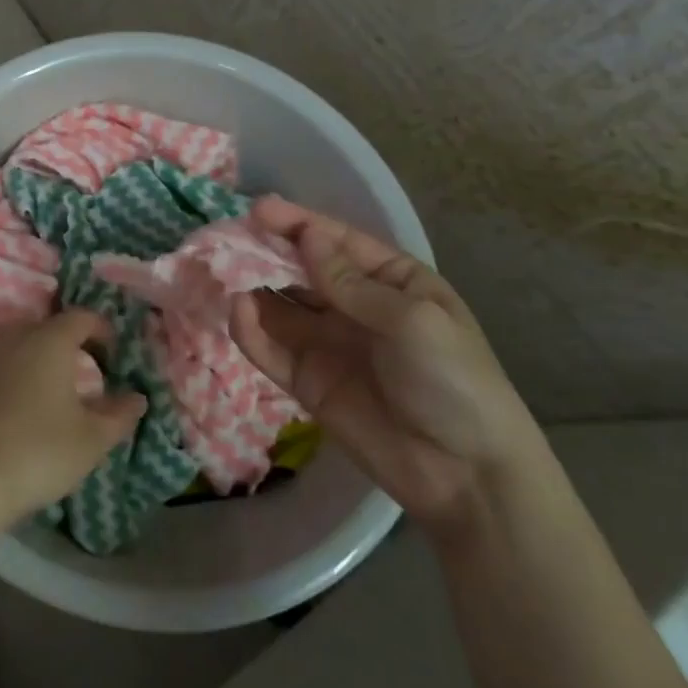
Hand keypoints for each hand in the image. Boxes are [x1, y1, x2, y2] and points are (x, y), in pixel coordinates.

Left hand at [0, 310, 146, 532]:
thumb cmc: (40, 451)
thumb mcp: (93, 439)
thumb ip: (119, 414)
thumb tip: (137, 397)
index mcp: (50, 341)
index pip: (81, 317)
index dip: (101, 330)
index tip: (113, 354)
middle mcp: (13, 338)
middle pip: (45, 327)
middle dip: (66, 342)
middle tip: (81, 370)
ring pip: (13, 344)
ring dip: (32, 357)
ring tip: (46, 388)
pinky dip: (4, 379)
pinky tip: (9, 406)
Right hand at [231, 197, 547, 534]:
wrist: (466, 477)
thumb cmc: (453, 382)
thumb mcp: (413, 321)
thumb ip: (351, 282)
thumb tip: (306, 237)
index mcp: (391, 282)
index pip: (336, 243)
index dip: (297, 223)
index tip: (258, 210)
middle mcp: (353, 306)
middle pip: (300, 270)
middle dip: (265, 252)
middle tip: (226, 238)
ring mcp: (327, 344)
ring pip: (278, 306)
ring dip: (250, 288)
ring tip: (220, 272)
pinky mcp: (306, 381)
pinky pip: (271, 348)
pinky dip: (250, 330)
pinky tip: (237, 313)